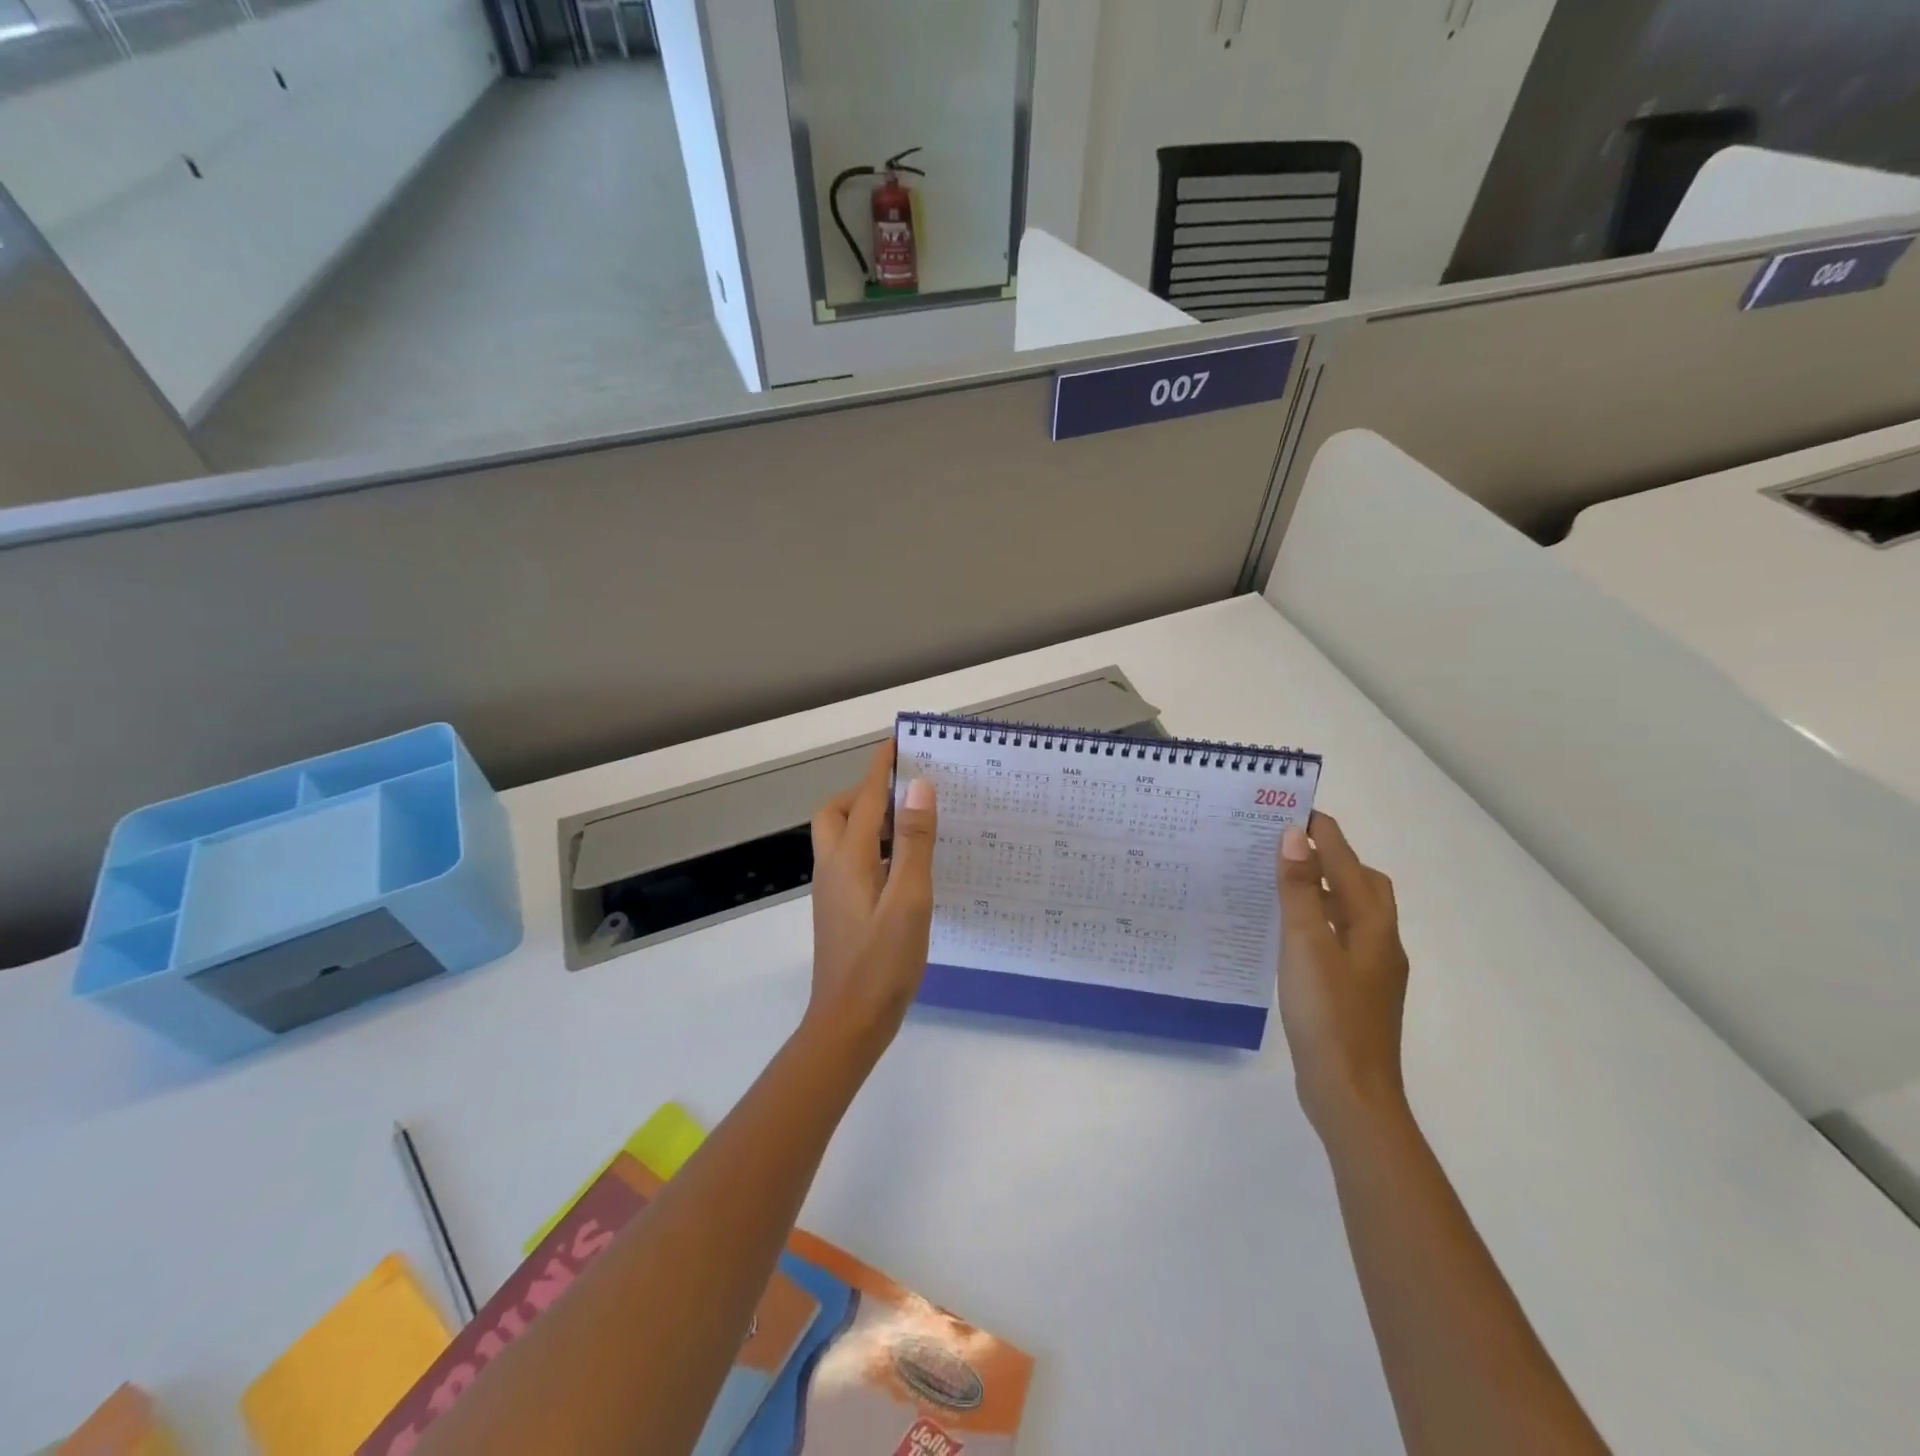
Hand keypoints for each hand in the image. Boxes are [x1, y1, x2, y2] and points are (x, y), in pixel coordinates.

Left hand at [805, 741, 938, 1059]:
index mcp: (850, 858)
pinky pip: (852, 861)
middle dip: (865, 793)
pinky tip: (904, 868)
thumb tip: (919, 787)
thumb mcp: (910, 900)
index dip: (882, 768)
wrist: (848, 1023)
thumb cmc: (882, 963)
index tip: (900, 742)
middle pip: (838, 813)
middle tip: (905, 795)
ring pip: (842, 838)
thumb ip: (916, 842)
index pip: (865, 798)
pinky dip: (874, 848)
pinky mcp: (840, 910)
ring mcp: (833, 891)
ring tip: (911, 825)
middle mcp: (833, 867)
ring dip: (870, 820)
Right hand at [1274, 812, 1410, 1137]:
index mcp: (1373, 926)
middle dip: (1332, 857)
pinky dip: (1318, 920)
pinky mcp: (1356, 992)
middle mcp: (1380, 942)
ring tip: (1282, 880)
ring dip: (1324, 888)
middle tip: (1289, 844)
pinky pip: (1339, 937)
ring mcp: (1371, 970)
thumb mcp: (1306, 945)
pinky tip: (1288, 932)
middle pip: (1363, 884)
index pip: (1347, 863)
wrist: (1351, 1093)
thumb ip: (1299, 890)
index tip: (1294, 807)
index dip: (1324, 833)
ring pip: (1351, 913)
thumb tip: (1293, 837)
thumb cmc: (1328, 1015)